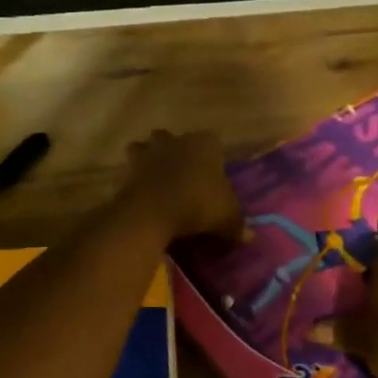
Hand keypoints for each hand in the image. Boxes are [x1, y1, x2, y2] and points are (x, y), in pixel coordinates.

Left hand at [118, 129, 243, 241]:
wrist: (152, 210)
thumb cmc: (198, 205)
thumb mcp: (226, 218)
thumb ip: (238, 226)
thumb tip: (250, 237)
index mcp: (204, 144)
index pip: (213, 141)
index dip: (213, 156)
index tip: (214, 173)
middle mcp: (176, 140)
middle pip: (176, 140)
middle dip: (177, 153)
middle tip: (184, 176)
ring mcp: (149, 151)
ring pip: (147, 147)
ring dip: (150, 158)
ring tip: (156, 180)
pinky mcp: (127, 167)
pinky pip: (131, 169)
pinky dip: (134, 178)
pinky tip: (141, 194)